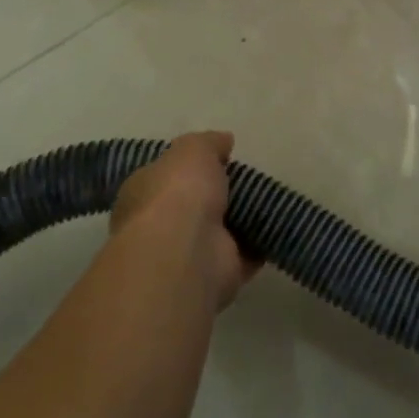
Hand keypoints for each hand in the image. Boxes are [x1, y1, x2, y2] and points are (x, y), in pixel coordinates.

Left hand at [111, 132, 260, 309]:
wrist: (186, 252)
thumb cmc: (178, 191)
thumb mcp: (193, 148)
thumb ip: (209, 143)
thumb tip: (224, 141)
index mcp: (143, 192)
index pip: (165, 175)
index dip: (189, 167)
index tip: (217, 159)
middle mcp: (160, 226)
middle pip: (192, 205)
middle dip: (216, 196)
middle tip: (246, 180)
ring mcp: (187, 254)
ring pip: (218, 232)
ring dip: (239, 221)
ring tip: (267, 200)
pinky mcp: (216, 276)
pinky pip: (243, 255)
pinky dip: (258, 245)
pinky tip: (276, 227)